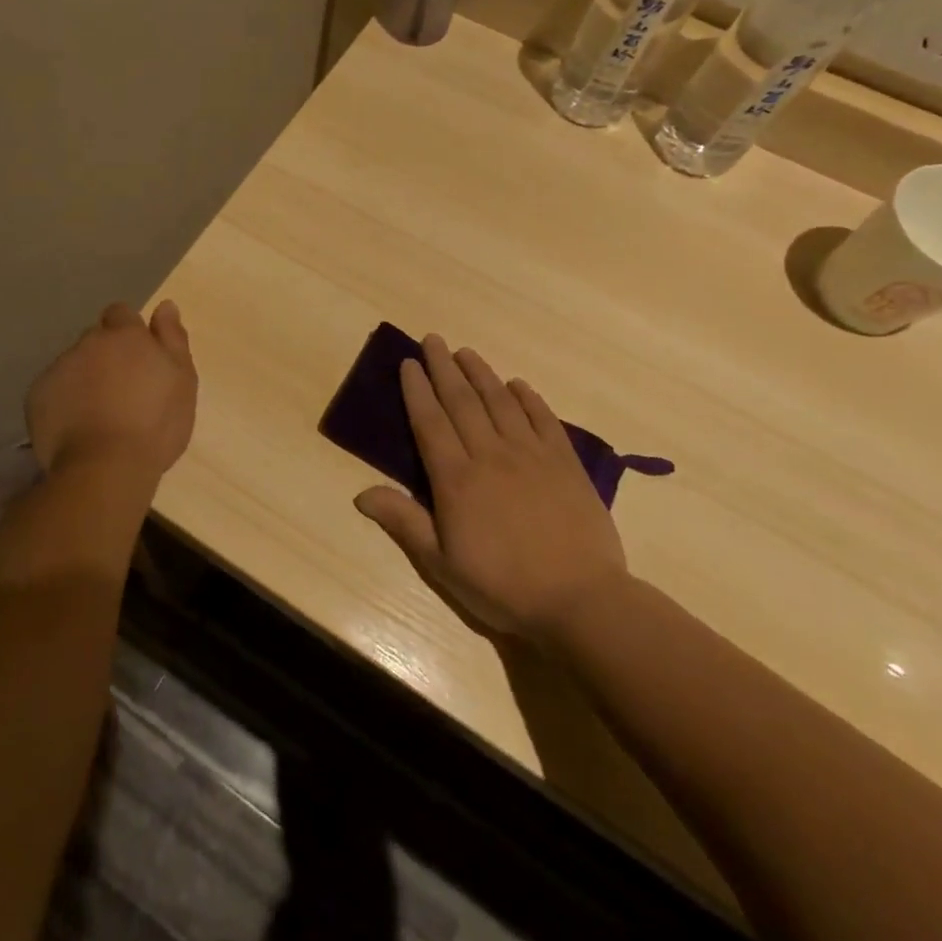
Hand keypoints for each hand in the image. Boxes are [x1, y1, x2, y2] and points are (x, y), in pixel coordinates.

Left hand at [27, 301, 197, 480]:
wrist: (105, 468)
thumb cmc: (155, 423)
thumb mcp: (182, 380)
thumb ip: (173, 339)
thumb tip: (165, 305)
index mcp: (124, 336)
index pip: (120, 313)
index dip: (128, 332)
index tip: (138, 358)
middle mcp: (88, 343)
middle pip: (95, 340)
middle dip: (106, 356)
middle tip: (122, 391)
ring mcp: (58, 369)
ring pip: (73, 365)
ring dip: (84, 379)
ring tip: (98, 415)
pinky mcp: (36, 397)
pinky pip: (53, 391)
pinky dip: (63, 402)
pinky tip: (77, 427)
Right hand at [353, 335, 626, 640]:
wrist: (581, 601)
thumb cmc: (503, 586)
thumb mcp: (442, 564)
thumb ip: (404, 522)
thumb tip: (360, 494)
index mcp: (456, 479)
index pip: (430, 422)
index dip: (417, 390)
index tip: (408, 363)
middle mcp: (490, 455)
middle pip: (462, 402)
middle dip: (444, 367)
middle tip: (433, 339)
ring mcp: (531, 455)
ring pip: (500, 402)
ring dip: (481, 373)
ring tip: (466, 352)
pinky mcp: (565, 463)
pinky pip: (543, 419)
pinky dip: (529, 398)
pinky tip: (518, 384)